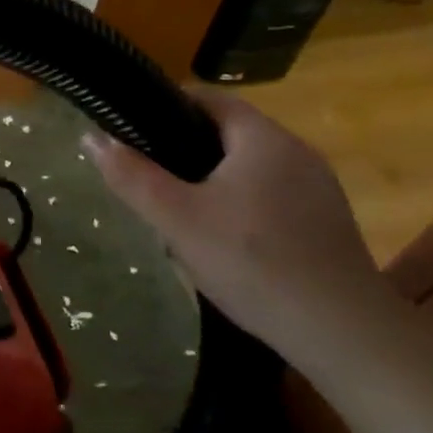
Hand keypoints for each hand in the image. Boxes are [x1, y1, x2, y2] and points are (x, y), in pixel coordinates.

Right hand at [85, 89, 393, 366]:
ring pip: (249, 169)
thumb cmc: (252, 261)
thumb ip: (132, 176)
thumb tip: (90, 137)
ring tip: (177, 213)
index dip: (166, 107)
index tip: (131, 131)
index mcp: (263, 138)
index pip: (209, 100)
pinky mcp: (326, 222)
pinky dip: (240, 206)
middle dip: (184, 151)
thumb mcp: (177, 218)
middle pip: (228, 134)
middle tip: (148, 179)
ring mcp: (318, 188)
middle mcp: (297, 151)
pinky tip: (224, 242)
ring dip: (212, 182)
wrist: (342, 332)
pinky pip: (270, 197)